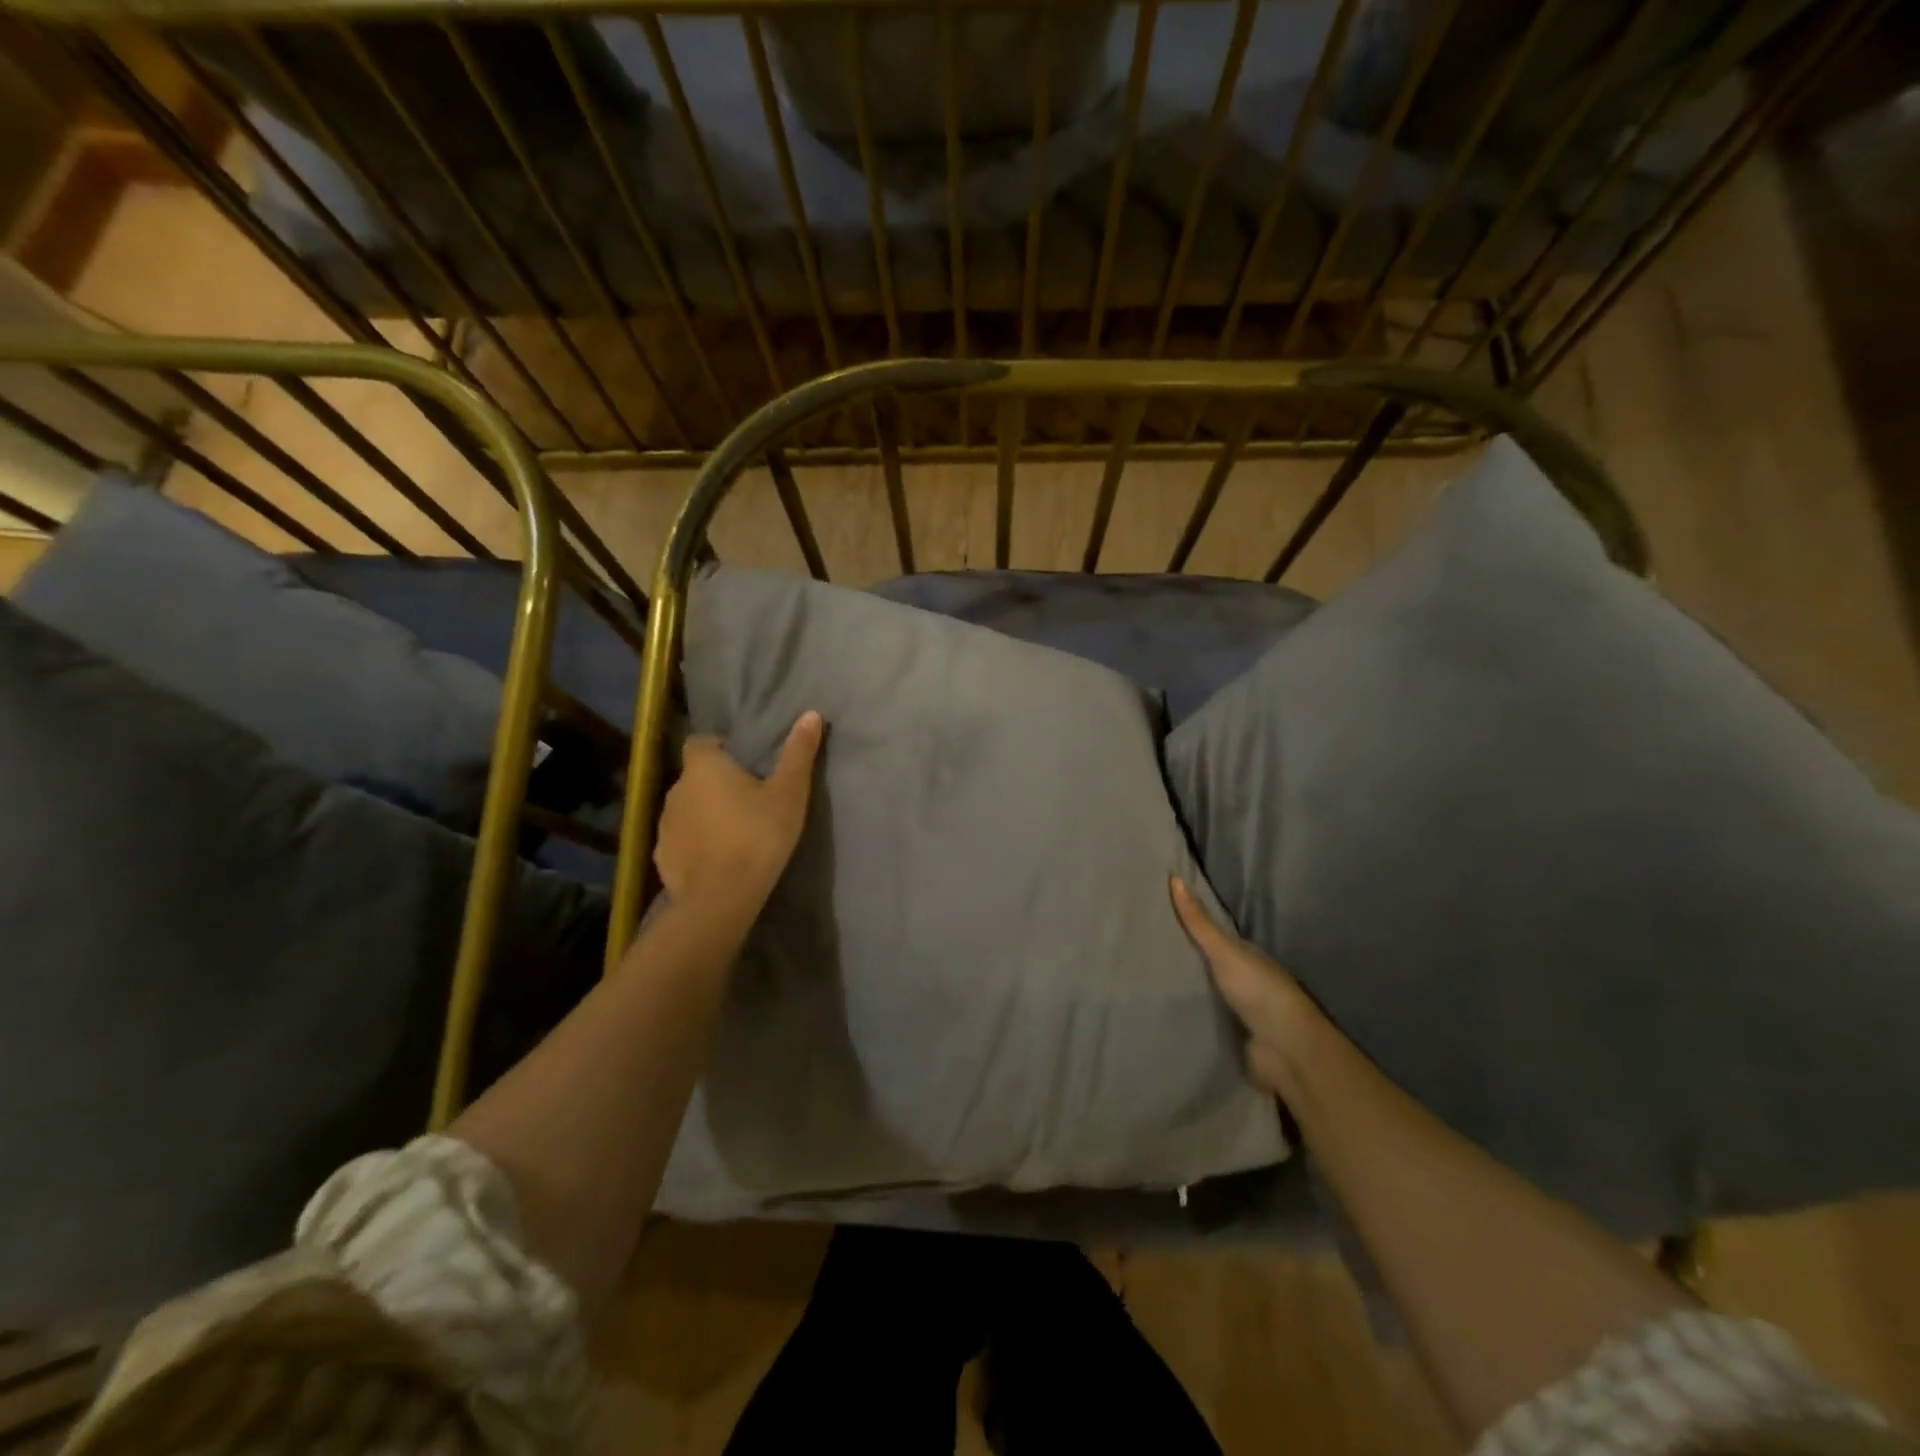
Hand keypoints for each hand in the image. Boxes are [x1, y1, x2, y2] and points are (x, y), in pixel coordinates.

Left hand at [655, 712, 824, 919]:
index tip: (744, 765)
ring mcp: (664, 824)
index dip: (719, 750)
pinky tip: (716, 859)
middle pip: (695, 777)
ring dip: (704, 814)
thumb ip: (798, 754)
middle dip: (715, 784)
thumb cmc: (758, 835)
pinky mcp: (662, 856)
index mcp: (704, 766)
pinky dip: (695, 844)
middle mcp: (676, 788)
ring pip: (686, 809)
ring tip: (733, 832)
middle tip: (747, 800)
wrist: (722, 896)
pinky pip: (680, 840)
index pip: (701, 743)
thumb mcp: (789, 793)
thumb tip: (811, 714)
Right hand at [1171, 877, 1325, 1097]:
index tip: (1160, 918)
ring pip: (1210, 994)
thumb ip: (1199, 922)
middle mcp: (1247, 980)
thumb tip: (1175, 877)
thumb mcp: (1224, 950)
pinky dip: (1193, 1017)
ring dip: (1189, 991)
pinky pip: (1208, 1022)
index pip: (1216, 937)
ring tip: (1149, 981)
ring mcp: (1243, 1011)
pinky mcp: (1235, 1038)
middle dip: (1187, 960)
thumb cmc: (1258, 990)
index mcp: (1248, 956)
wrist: (1285, 1048)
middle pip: (1212, 966)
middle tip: (1147, 949)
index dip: (1191, 927)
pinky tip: (1167, 1013)